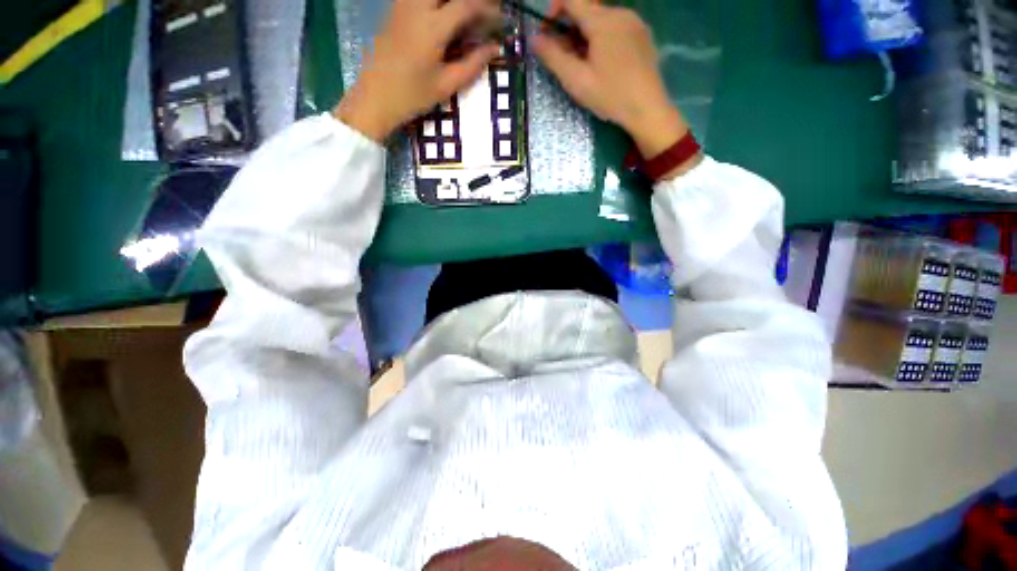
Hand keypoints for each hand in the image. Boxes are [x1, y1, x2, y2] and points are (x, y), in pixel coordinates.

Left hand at [335, 0, 499, 141]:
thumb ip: (473, 65)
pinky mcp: (394, 10)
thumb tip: (495, 49)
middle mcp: (416, 7)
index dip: (487, 9)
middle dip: (470, 0)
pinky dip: (436, 3)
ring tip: (464, 15)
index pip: (466, 5)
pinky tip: (443, 15)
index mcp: (432, 27)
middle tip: (482, 12)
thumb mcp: (446, 85)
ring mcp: (402, 5)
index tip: (500, 19)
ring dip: (452, 0)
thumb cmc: (412, 96)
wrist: (375, 97)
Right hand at [534, 0, 689, 160]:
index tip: (547, 34)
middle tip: (564, 60)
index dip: (553, 11)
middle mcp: (621, 13)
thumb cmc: (610, 96)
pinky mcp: (643, 36)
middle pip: (587, 11)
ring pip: (602, 21)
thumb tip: (534, 38)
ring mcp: (635, 23)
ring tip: (584, 67)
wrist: (648, 109)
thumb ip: (553, 57)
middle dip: (569, 30)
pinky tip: (603, 66)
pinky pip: (616, 29)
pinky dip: (602, 40)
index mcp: (603, 21)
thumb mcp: (576, 80)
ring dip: (586, 37)